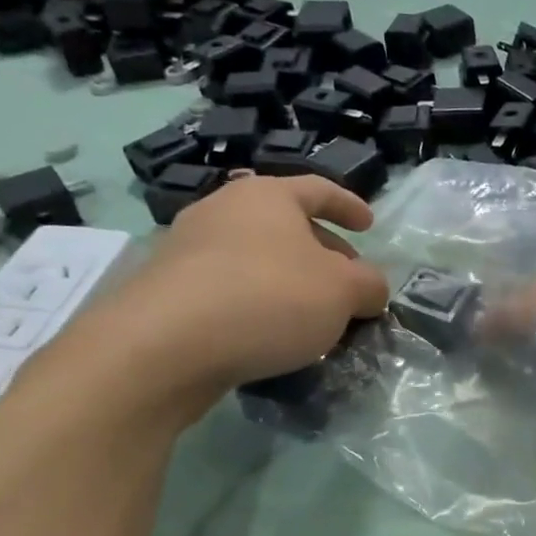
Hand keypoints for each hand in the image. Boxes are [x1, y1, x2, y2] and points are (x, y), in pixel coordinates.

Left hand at [79, 176, 389, 417]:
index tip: (369, 226)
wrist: (164, 345)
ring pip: (257, 257)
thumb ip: (369, 286)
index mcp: (267, 195)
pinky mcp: (168, 288)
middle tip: (347, 282)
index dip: (349, 206)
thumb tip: (371, 289)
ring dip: (290, 280)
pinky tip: (271, 334)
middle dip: (323, 251)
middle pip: (286, 225)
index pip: (319, 189)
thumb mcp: (344, 292)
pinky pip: (230, 286)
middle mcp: (223, 210)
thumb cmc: (269, 298)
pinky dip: (258, 302)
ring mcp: (188, 247)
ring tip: (312, 314)